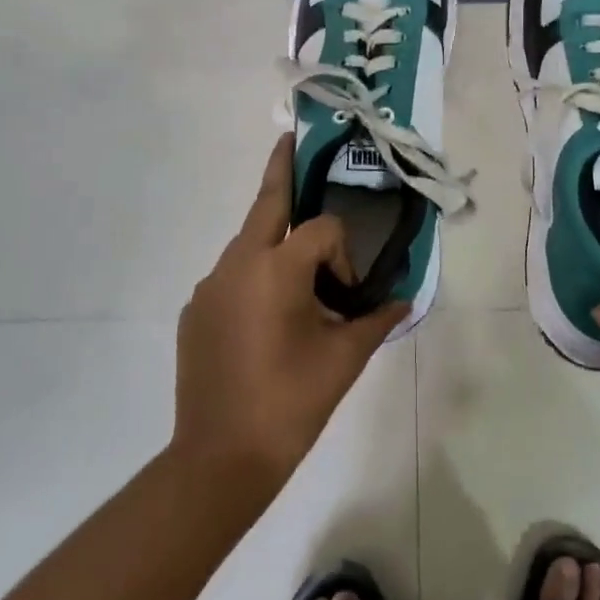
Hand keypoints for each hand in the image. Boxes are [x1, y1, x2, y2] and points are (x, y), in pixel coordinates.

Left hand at [172, 135, 405, 494]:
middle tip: (290, 139)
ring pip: (248, 244)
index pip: (322, 230)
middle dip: (282, 169)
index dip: (343, 256)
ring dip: (275, 243)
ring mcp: (209, 286)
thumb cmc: (289, 403)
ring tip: (299, 278)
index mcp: (275, 268)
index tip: (347, 295)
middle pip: (266, 202)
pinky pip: (231, 278)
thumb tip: (405, 300)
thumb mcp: (344, 360)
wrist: (217, 460)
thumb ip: (377, 320)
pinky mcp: (193, 311)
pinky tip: (266, 320)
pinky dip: (254, 279)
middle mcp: (236, 264)